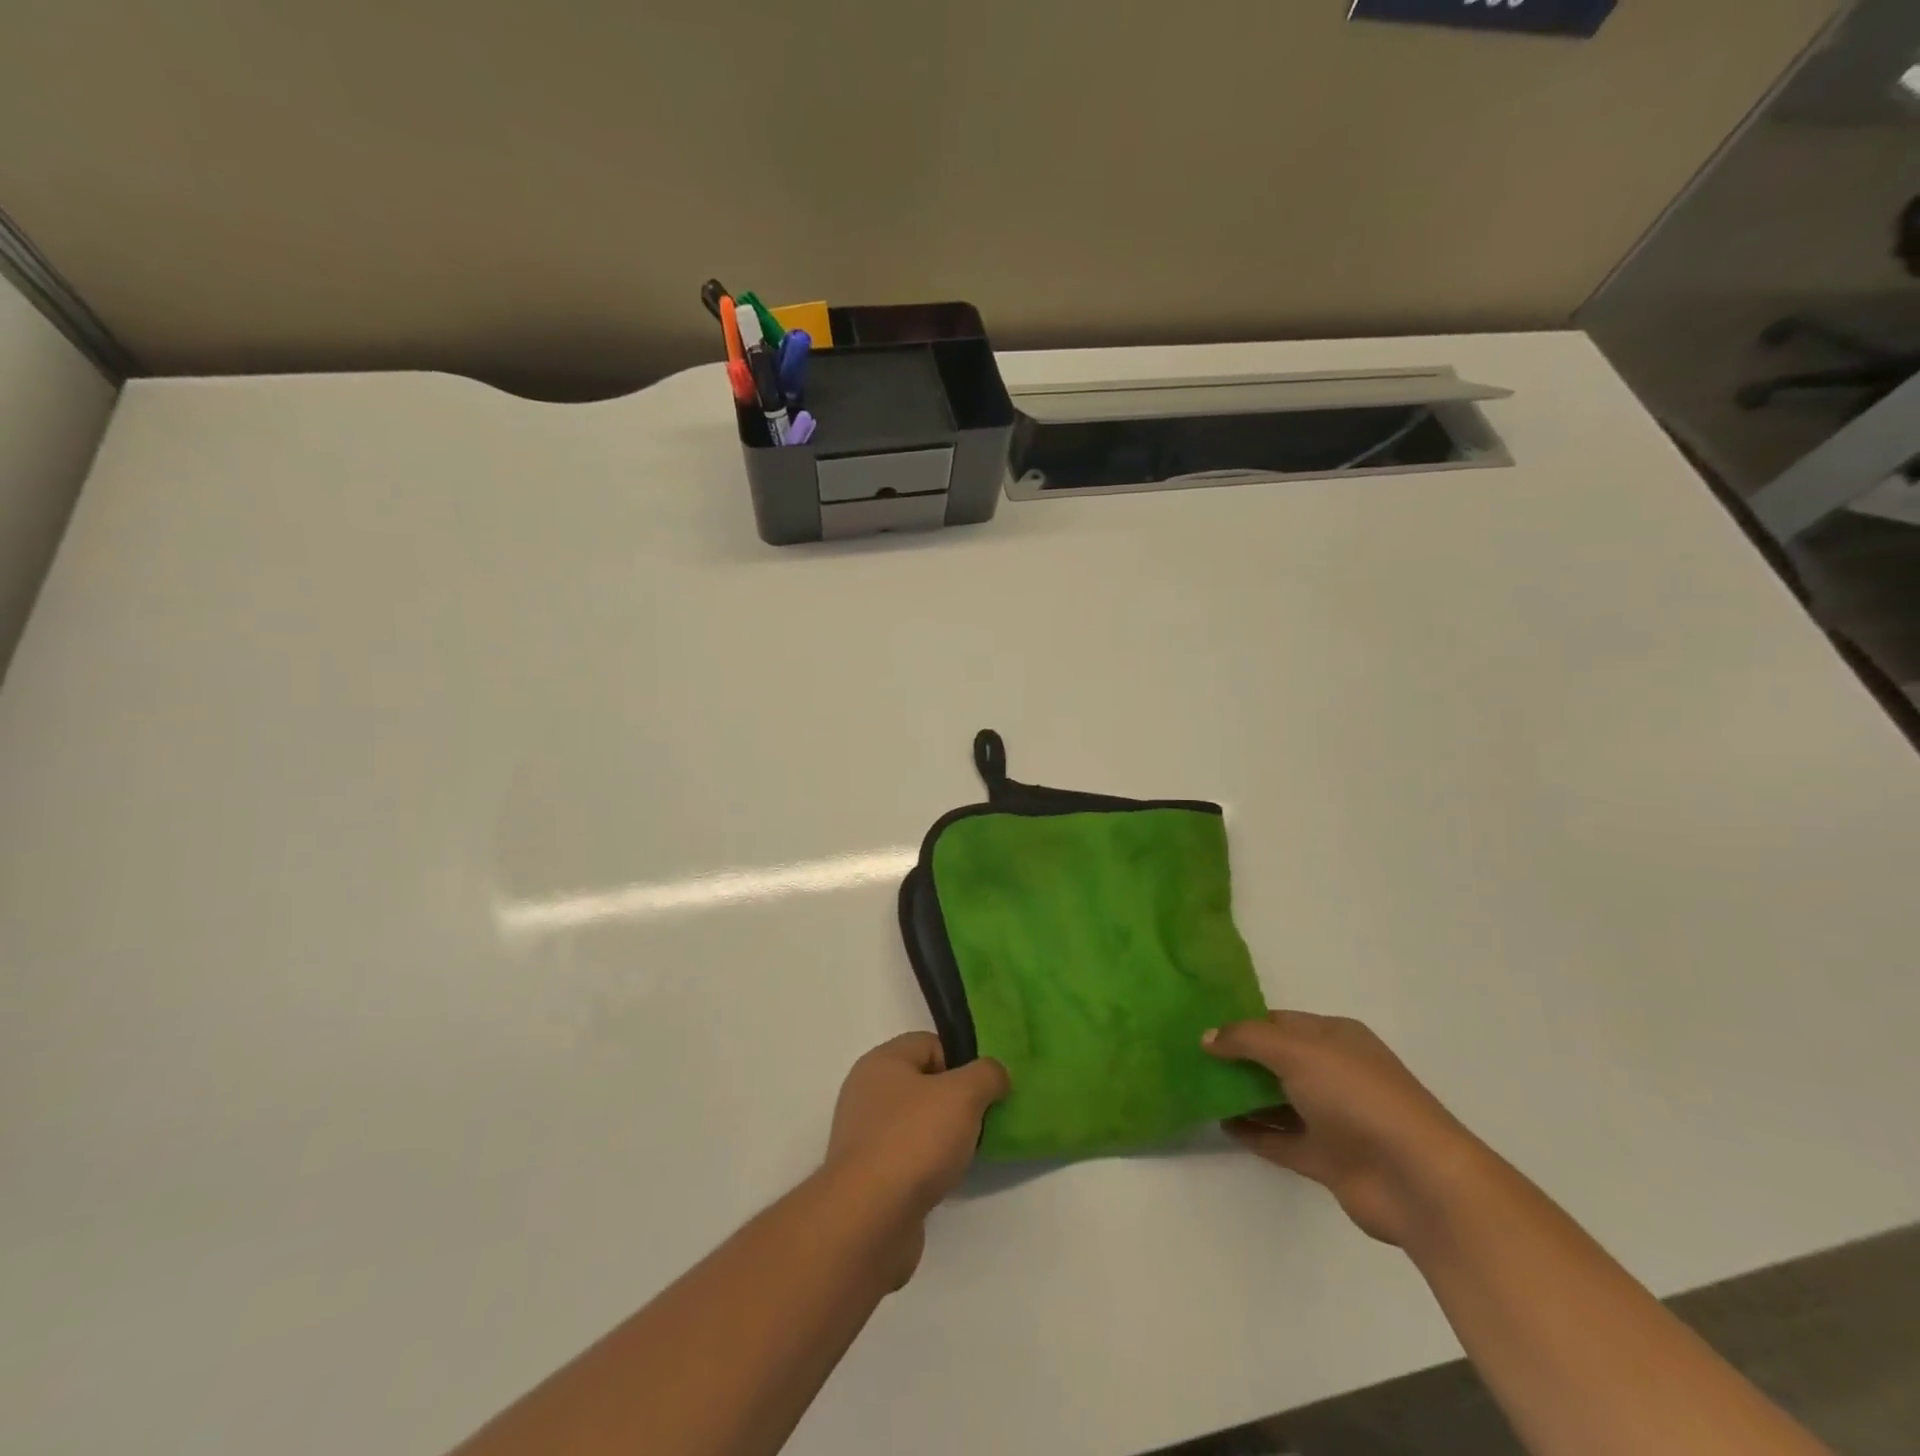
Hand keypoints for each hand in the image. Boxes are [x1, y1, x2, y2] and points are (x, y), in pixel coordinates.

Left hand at [823, 1034, 1009, 1284]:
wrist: (869, 1219)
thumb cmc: (914, 1140)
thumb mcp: (963, 1095)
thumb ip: (986, 1075)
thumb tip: (996, 1074)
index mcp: (882, 1062)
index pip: (929, 1044)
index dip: (961, 1061)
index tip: (985, 1088)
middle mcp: (867, 1093)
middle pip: (923, 1084)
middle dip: (956, 1100)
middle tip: (982, 1119)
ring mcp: (865, 1136)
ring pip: (917, 1123)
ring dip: (943, 1136)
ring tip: (968, 1153)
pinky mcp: (868, 1177)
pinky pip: (907, 1158)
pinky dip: (928, 1166)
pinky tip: (945, 1181)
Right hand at [1203, 1011, 1489, 1246]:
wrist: (1415, 1178)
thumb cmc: (1356, 1095)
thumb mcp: (1296, 1050)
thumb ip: (1247, 1039)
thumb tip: (1207, 1037)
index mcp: (1335, 1037)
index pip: (1280, 1021)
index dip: (1243, 1023)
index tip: (1203, 1027)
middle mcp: (1334, 1072)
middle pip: (1277, 1060)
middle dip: (1239, 1059)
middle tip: (1193, 1058)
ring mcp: (1332, 1117)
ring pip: (1278, 1100)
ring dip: (1243, 1096)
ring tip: (1199, 1090)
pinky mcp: (1327, 1158)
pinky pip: (1282, 1139)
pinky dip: (1255, 1132)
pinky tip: (1222, 1125)